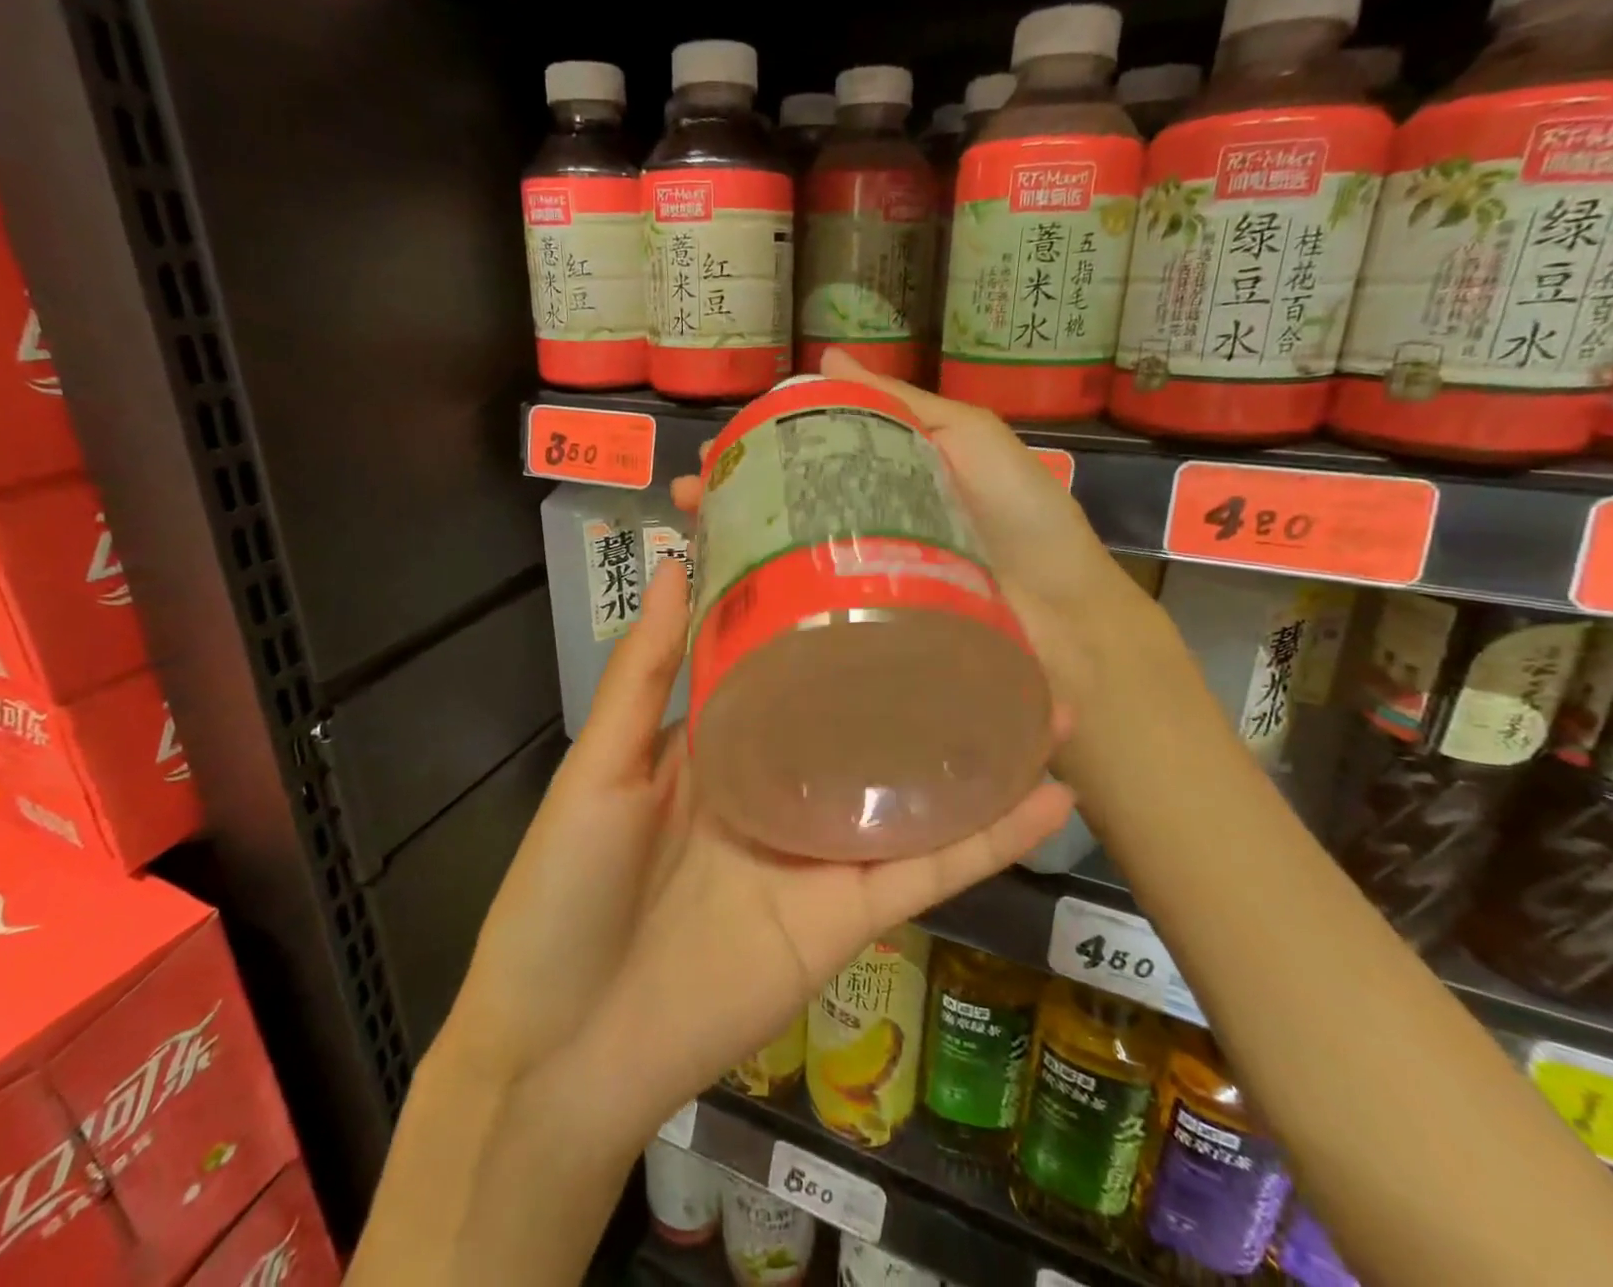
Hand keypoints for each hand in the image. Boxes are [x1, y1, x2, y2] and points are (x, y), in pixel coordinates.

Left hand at [441, 559, 1073, 1146]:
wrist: (563, 1049)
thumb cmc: (565, 889)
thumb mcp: (600, 764)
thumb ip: (644, 672)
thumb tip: (675, 564)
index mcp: (718, 745)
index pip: (787, 668)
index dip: (830, 624)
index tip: (881, 572)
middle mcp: (778, 788)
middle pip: (864, 724)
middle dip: (925, 682)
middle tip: (992, 626)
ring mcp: (819, 852)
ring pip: (913, 792)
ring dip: (980, 752)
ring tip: (1047, 696)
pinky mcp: (847, 916)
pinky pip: (927, 869)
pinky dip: (989, 838)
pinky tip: (1049, 795)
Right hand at [673, 350, 1162, 712]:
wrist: (1063, 621)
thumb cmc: (1021, 518)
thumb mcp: (967, 438)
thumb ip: (900, 403)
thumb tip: (826, 360)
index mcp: (886, 479)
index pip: (807, 456)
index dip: (759, 449)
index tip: (715, 450)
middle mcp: (865, 527)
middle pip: (786, 506)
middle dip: (731, 498)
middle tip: (685, 497)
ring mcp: (860, 580)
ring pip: (785, 556)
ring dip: (734, 544)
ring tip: (689, 538)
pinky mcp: (861, 625)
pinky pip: (806, 605)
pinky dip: (763, 598)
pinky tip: (721, 594)